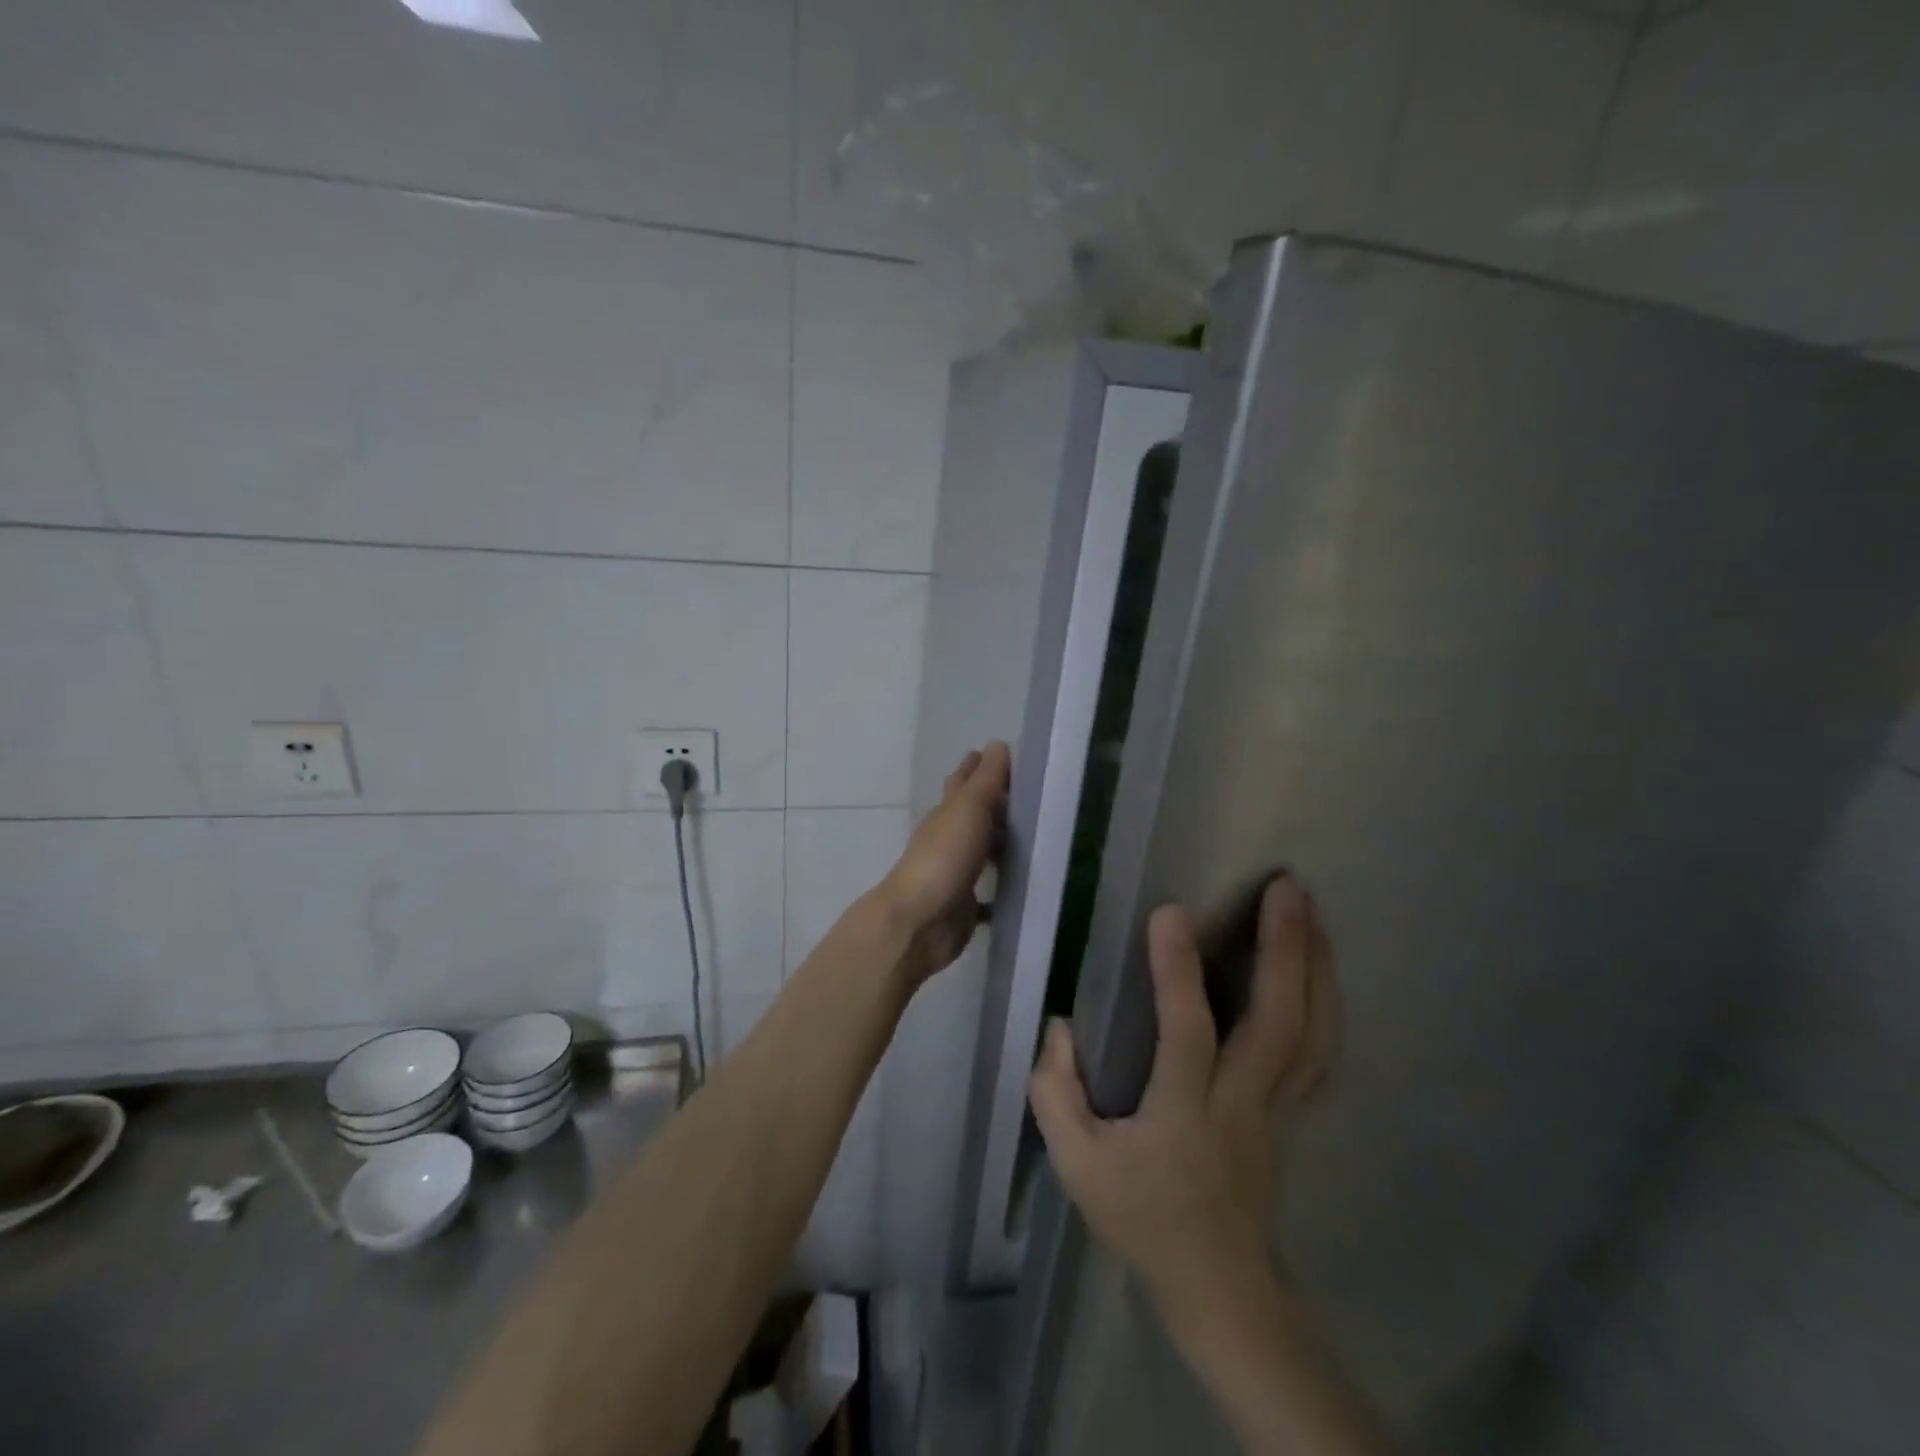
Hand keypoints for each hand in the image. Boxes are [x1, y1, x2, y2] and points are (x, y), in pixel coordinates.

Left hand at [877, 742, 1010, 985]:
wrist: (920, 921)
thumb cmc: (944, 857)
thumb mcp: (969, 809)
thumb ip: (986, 779)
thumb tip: (997, 744)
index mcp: (946, 813)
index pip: (963, 781)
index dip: (977, 766)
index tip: (996, 753)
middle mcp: (948, 838)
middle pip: (971, 814)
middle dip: (991, 802)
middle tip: (1023, 794)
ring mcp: (955, 872)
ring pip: (979, 849)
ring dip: (997, 841)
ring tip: (1030, 836)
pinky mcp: (964, 904)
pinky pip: (987, 891)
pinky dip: (1000, 886)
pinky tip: (1020, 888)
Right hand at [1029, 875, 1339, 1319]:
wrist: (1218, 1285)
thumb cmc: (1140, 1217)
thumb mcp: (1075, 1165)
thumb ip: (1055, 1091)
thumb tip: (1060, 1026)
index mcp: (1184, 1114)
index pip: (1187, 1033)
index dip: (1178, 971)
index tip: (1171, 911)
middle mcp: (1242, 1104)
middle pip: (1278, 1024)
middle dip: (1285, 950)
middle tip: (1285, 887)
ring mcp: (1277, 1109)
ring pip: (1311, 1034)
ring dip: (1316, 967)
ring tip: (1310, 909)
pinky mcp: (1292, 1113)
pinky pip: (1320, 1053)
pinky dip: (1326, 1002)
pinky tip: (1322, 965)